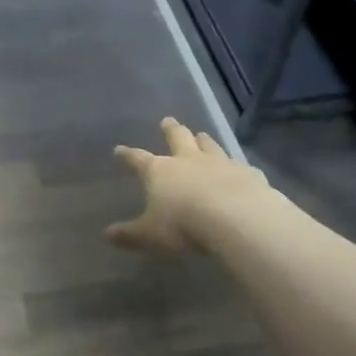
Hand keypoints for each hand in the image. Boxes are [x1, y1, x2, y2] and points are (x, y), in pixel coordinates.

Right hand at [105, 117, 270, 255]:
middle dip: (171, 129)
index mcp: (160, 171)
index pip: (138, 159)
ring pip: (210, 145)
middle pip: (178, 138)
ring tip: (201, 134)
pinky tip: (242, 169)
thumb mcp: (150, 235)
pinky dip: (237, 166)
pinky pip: (241, 166)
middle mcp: (189, 160)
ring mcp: (221, 163)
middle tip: (167, 120)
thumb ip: (129, 234)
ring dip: (204, 140)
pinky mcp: (248, 173)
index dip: (127, 155)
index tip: (119, 150)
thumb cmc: (184, 226)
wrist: (237, 220)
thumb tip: (107, 235)